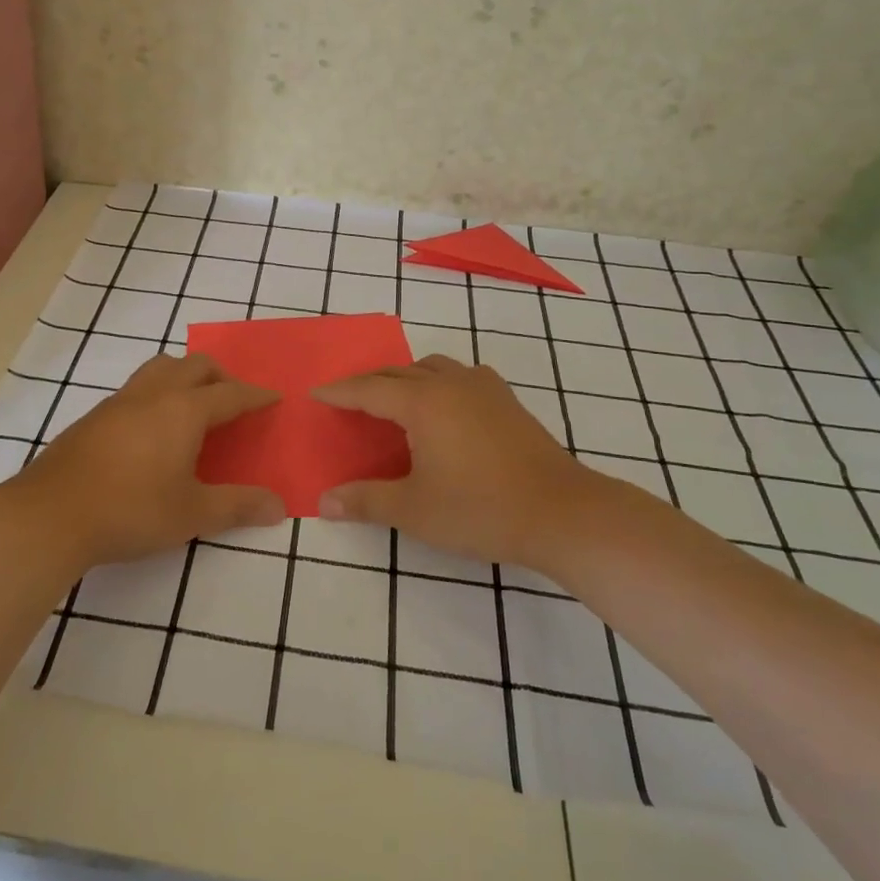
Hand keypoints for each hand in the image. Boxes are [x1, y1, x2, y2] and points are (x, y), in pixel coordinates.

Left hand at [0, 352, 283, 571]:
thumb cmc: (131, 510)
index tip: (273, 397)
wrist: (50, 514)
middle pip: (195, 366)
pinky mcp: (94, 416)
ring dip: (185, 376)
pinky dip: (158, 392)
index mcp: (184, 410)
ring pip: (160, 368)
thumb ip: (238, 506)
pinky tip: (152, 428)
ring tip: (193, 406)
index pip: (230, 394)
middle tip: (233, 401)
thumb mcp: (192, 514)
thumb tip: (279, 507)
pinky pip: (137, 388)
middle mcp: (154, 394)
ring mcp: (119, 401)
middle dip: (221, 377)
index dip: (255, 396)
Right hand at [313, 354, 622, 571]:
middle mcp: (450, 383)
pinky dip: (441, 382)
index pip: (368, 390)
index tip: (316, 394)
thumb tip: (324, 501)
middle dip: (368, 384)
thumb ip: (366, 501)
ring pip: (432, 368)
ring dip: (406, 378)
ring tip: (394, 401)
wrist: (562, 513)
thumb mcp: (414, 510)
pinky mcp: (508, 401)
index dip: (340, 392)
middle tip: (347, 400)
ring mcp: (484, 388)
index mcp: (422, 403)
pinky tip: (446, 406)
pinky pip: (462, 376)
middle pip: (398, 373)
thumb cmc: (480, 509)